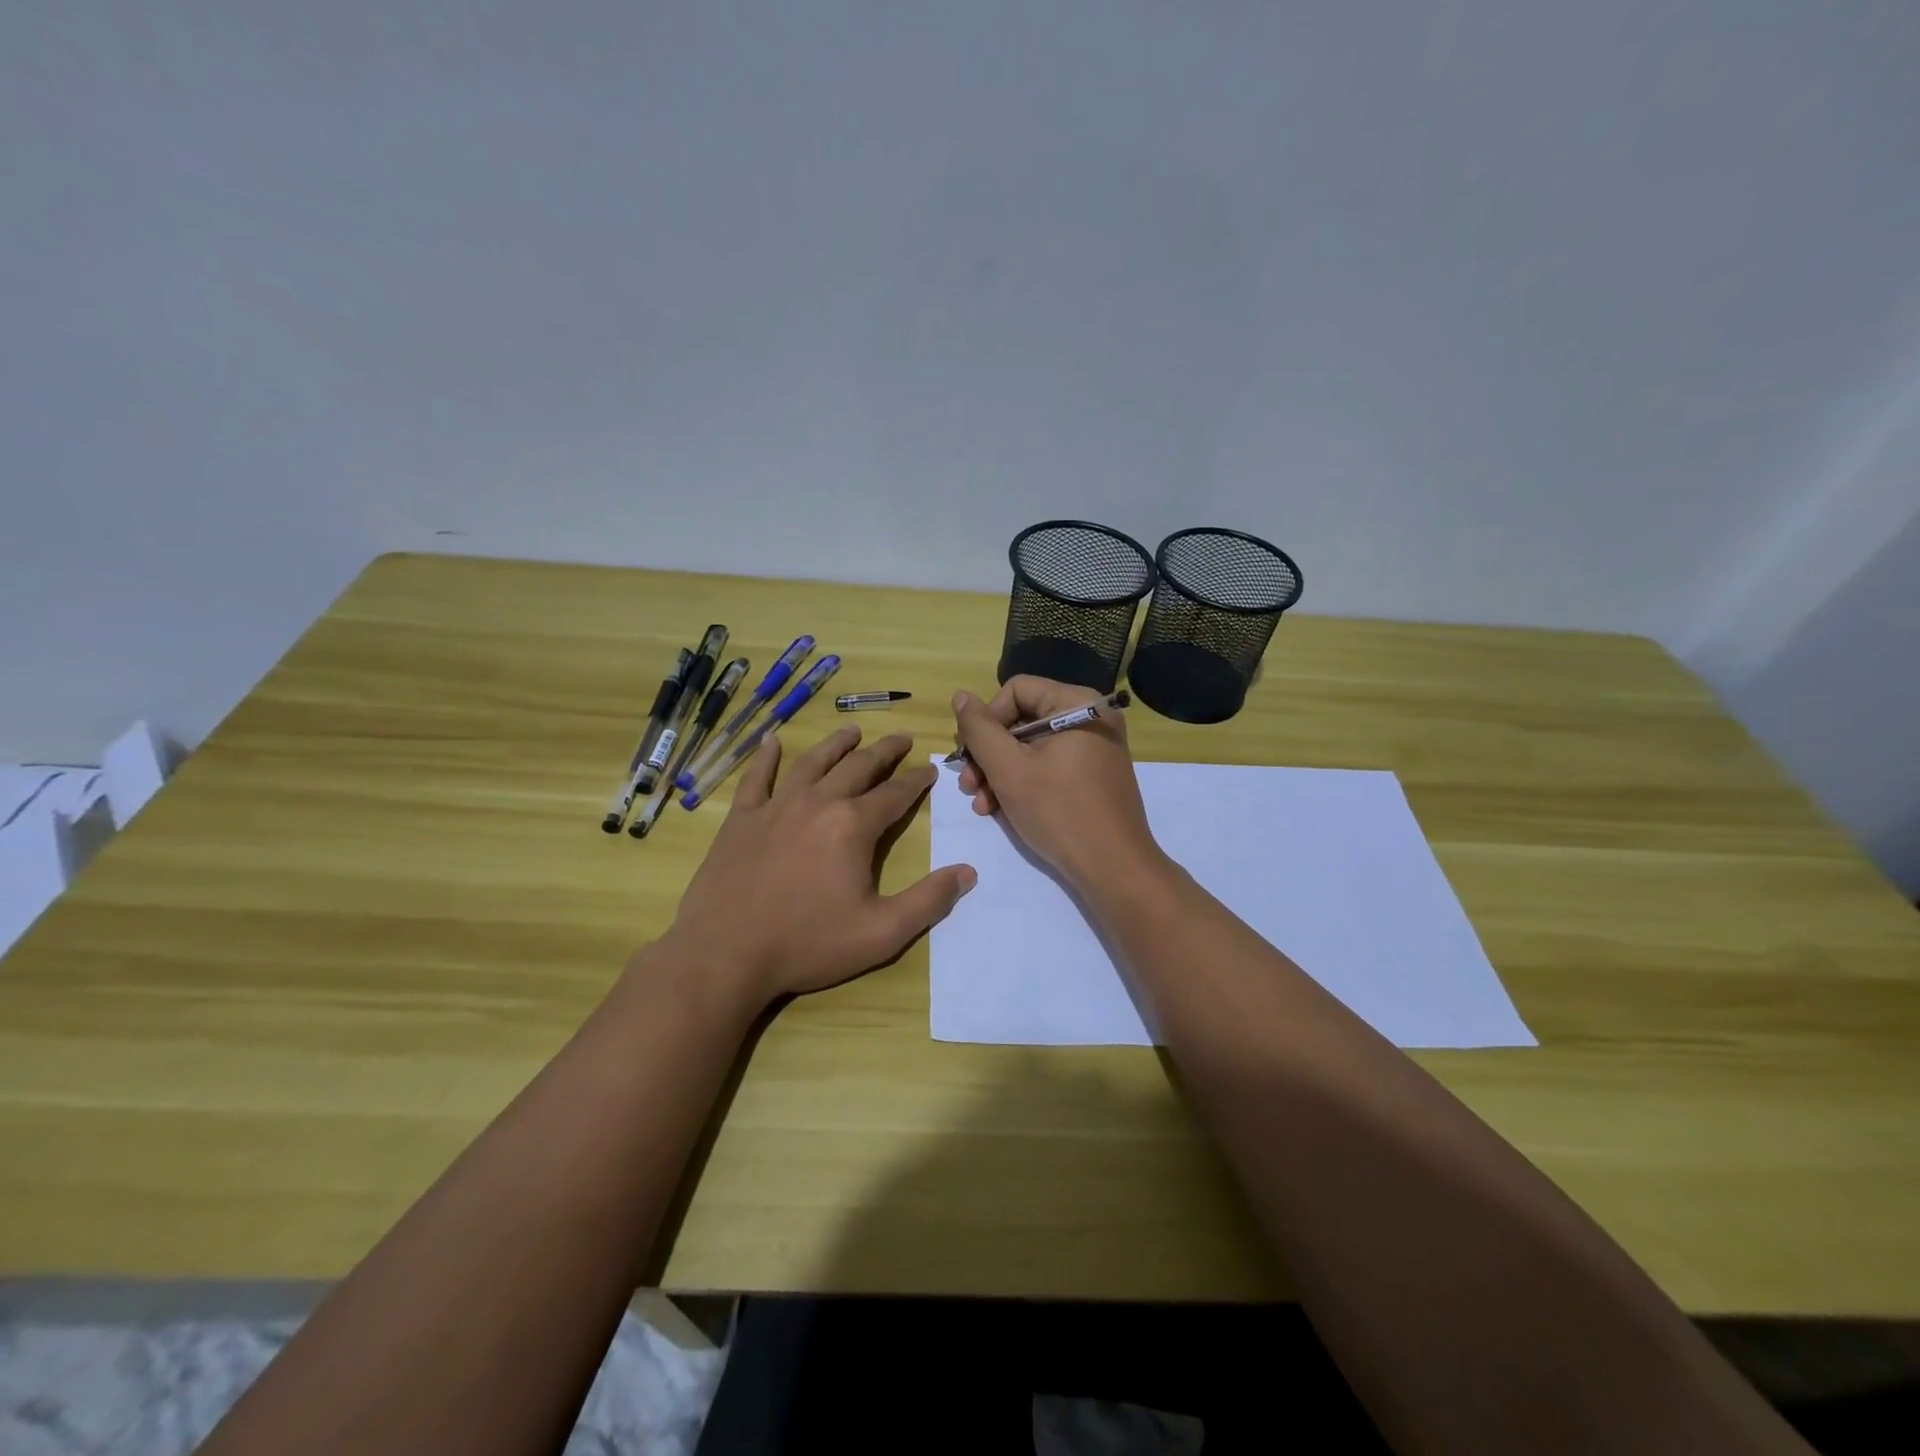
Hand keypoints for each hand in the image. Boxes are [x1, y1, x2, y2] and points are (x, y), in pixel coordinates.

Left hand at [664, 726, 976, 1004]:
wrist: (725, 954)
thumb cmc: (807, 944)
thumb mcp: (881, 933)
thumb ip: (929, 901)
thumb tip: (967, 872)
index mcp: (853, 826)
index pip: (895, 794)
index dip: (916, 780)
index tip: (929, 769)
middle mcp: (818, 803)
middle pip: (858, 767)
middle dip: (884, 751)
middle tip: (902, 738)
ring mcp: (776, 807)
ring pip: (812, 763)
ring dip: (836, 744)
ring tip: (852, 731)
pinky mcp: (741, 819)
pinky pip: (756, 779)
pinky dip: (766, 758)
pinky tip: (771, 742)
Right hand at [951, 677, 1164, 894]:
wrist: (1113, 867)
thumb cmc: (1059, 812)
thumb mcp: (1009, 769)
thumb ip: (979, 730)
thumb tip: (961, 696)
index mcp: (1076, 704)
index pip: (1015, 690)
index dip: (987, 720)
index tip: (972, 755)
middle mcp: (1090, 718)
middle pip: (1021, 720)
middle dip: (989, 754)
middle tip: (968, 786)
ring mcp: (1094, 748)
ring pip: (1031, 747)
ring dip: (999, 773)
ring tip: (982, 805)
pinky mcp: (1093, 775)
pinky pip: (1048, 766)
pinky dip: (1023, 783)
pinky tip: (1001, 810)